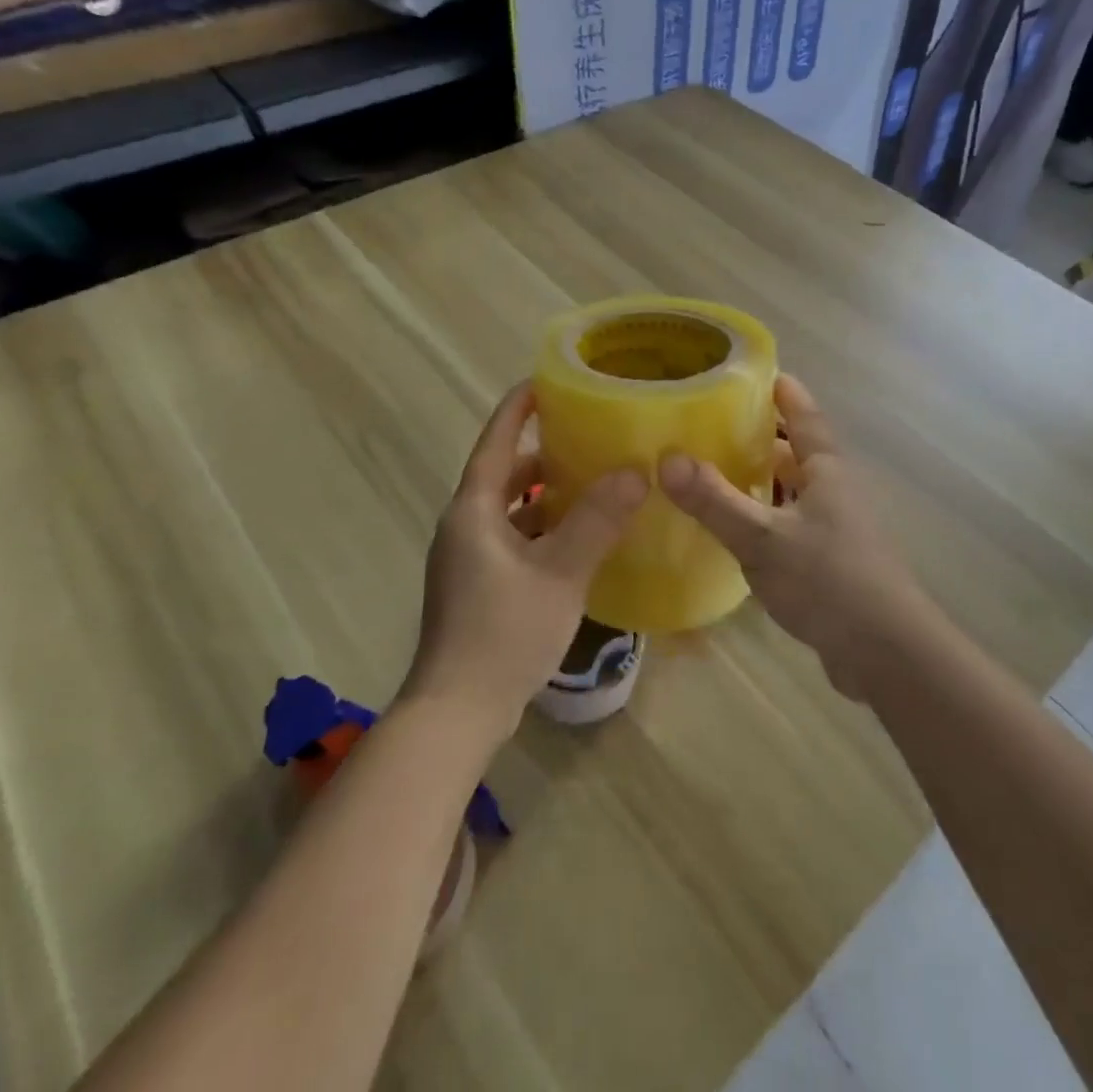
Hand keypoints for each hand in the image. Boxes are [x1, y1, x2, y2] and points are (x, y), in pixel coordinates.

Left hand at [404, 383, 647, 742]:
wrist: (457, 712)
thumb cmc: (504, 632)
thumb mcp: (559, 572)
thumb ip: (597, 520)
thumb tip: (635, 471)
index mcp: (473, 510)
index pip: (496, 441)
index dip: (519, 408)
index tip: (547, 381)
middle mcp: (463, 526)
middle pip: (503, 475)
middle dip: (542, 455)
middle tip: (588, 437)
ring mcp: (467, 559)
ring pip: (509, 511)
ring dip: (544, 496)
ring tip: (592, 484)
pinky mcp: (476, 587)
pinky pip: (512, 540)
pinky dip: (541, 530)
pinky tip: (577, 541)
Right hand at [658, 375, 940, 697]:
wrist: (885, 654)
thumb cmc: (829, 581)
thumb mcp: (763, 538)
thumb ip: (714, 500)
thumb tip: (666, 458)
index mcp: (826, 471)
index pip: (804, 416)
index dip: (781, 392)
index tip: (752, 373)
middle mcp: (834, 491)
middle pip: (795, 452)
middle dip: (758, 437)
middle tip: (710, 424)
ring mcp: (835, 529)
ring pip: (791, 491)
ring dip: (759, 480)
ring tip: (713, 472)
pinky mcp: (829, 563)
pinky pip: (789, 525)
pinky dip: (763, 518)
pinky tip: (735, 530)